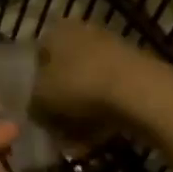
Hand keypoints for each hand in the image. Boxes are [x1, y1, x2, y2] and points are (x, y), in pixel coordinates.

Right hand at [32, 19, 154, 151]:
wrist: (141, 92)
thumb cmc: (79, 85)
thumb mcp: (41, 99)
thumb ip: (32, 104)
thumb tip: (35, 109)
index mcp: (57, 30)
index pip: (38, 56)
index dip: (33, 84)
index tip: (35, 108)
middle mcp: (84, 33)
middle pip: (64, 72)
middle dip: (59, 101)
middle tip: (55, 127)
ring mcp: (112, 51)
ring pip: (87, 85)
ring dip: (80, 112)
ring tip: (76, 141)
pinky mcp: (135, 72)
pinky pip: (109, 96)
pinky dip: (102, 116)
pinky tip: (97, 139)